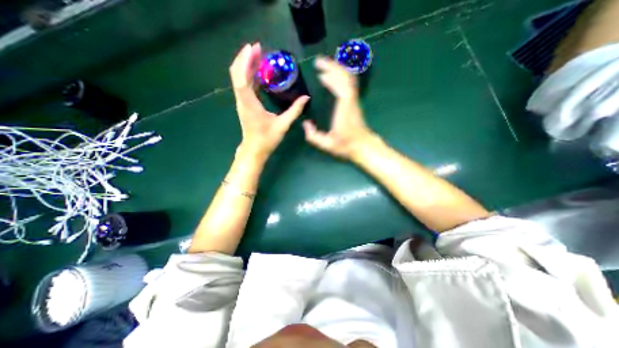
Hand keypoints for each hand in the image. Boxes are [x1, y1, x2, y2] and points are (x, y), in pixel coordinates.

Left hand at [229, 42, 308, 161]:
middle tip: (258, 47)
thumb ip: (294, 111)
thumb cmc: (266, 139)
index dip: (245, 62)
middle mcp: (243, 100)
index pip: (242, 78)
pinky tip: (259, 72)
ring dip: (247, 65)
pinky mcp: (245, 104)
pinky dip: (250, 75)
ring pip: (240, 78)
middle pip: (237, 74)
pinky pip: (245, 85)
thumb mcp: (282, 125)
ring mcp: (242, 102)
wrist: (254, 150)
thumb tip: (306, 98)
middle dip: (246, 58)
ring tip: (259, 55)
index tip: (253, 48)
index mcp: (249, 104)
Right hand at [304, 56, 373, 159]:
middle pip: (345, 77)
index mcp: (343, 109)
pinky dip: (341, 77)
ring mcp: (354, 101)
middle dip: (332, 67)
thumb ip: (313, 136)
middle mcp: (350, 101)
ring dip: (337, 70)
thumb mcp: (327, 144)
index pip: (340, 86)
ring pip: (348, 79)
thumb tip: (305, 124)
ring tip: (324, 67)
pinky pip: (349, 85)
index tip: (319, 72)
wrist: (363, 146)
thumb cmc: (346, 145)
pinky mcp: (354, 103)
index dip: (331, 75)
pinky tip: (333, 77)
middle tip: (319, 62)